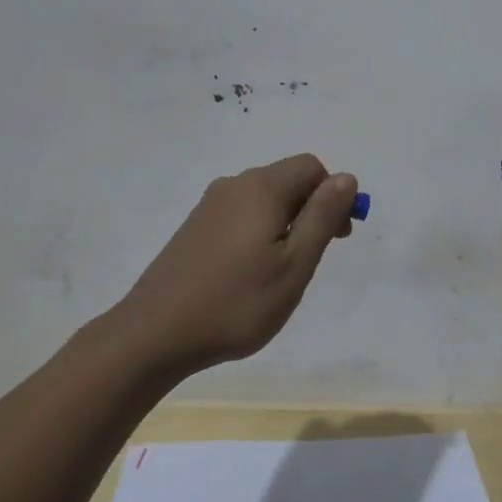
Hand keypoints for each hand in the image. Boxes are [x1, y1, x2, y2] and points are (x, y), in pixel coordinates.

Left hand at [119, 154, 358, 374]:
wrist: (155, 334)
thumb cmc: (236, 302)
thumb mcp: (294, 264)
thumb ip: (322, 216)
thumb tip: (346, 178)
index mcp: (260, 188)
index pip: (311, 168)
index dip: (333, 196)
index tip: (338, 237)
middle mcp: (233, 186)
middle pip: (286, 180)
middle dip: (311, 210)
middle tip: (312, 259)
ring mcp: (208, 207)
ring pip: (263, 201)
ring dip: (285, 225)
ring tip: (281, 273)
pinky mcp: (194, 229)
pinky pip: (240, 217)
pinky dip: (258, 234)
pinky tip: (250, 274)